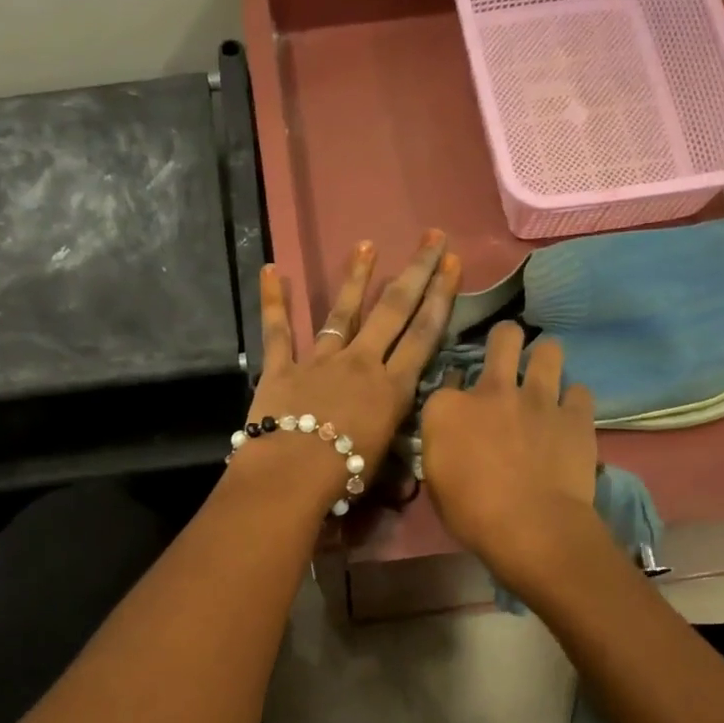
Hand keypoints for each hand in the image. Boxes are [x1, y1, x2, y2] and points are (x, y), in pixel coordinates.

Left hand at [234, 231, 460, 511]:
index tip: (453, 264)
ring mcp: (320, 361)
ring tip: (367, 245)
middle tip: (432, 237)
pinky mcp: (282, 367)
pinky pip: (277, 330)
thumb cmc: (345, 476)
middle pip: (393, 311)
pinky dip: (272, 301)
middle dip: (416, 271)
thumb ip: (395, 465)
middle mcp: (361, 364)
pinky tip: (269, 270)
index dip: (441, 297)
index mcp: (391, 388)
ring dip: (356, 278)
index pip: (423, 335)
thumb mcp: (382, 469)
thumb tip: (407, 485)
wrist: (293, 474)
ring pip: (342, 312)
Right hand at [420, 322, 601, 589]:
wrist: (531, 527)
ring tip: (544, 372)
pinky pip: (579, 391)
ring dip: (545, 357)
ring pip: (548, 350)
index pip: (446, 380)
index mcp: (447, 409)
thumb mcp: (436, 482)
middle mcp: (492, 390)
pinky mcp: (575, 414)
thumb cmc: (471, 514)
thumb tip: (449, 437)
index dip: (454, 389)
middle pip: (503, 339)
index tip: (459, 403)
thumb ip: (441, 448)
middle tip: (508, 355)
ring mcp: (537, 398)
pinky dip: (573, 400)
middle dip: (506, 340)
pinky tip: (569, 413)